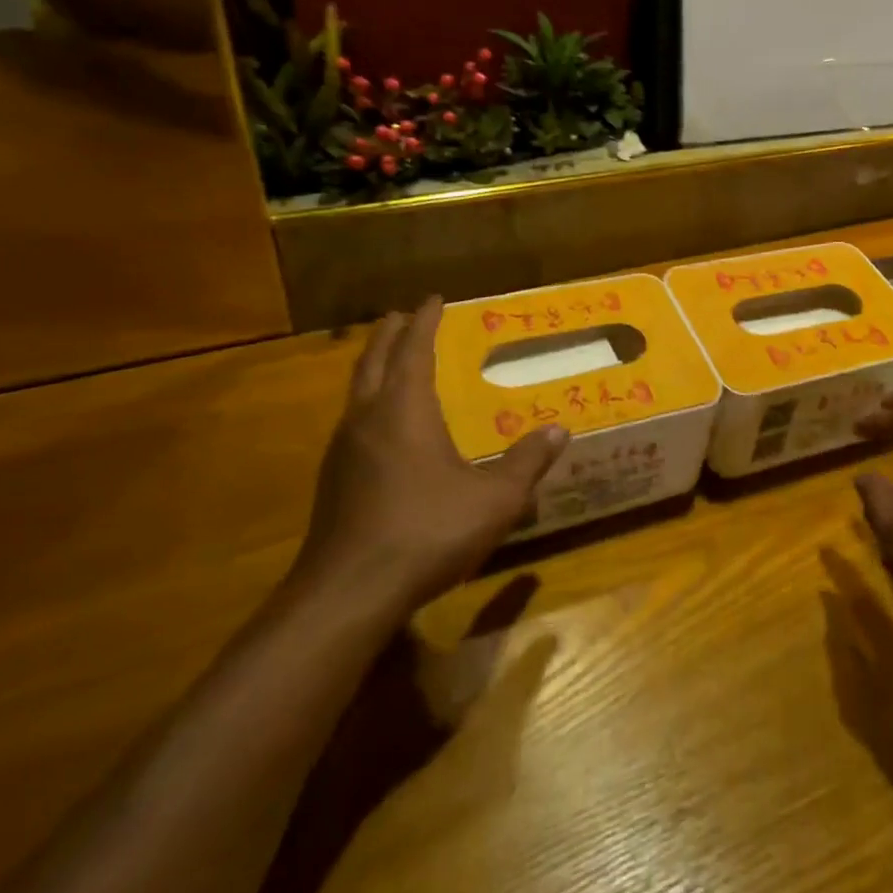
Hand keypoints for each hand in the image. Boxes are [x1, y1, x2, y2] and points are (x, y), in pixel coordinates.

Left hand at [295, 298, 568, 615]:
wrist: (348, 594)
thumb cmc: (427, 532)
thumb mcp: (494, 499)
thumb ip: (526, 463)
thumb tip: (558, 431)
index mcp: (404, 411)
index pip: (413, 350)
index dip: (424, 322)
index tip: (432, 298)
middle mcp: (368, 420)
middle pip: (374, 362)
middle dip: (389, 335)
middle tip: (402, 316)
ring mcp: (343, 452)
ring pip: (356, 392)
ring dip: (374, 367)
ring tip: (391, 361)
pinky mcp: (333, 482)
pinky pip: (353, 422)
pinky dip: (369, 402)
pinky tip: (382, 427)